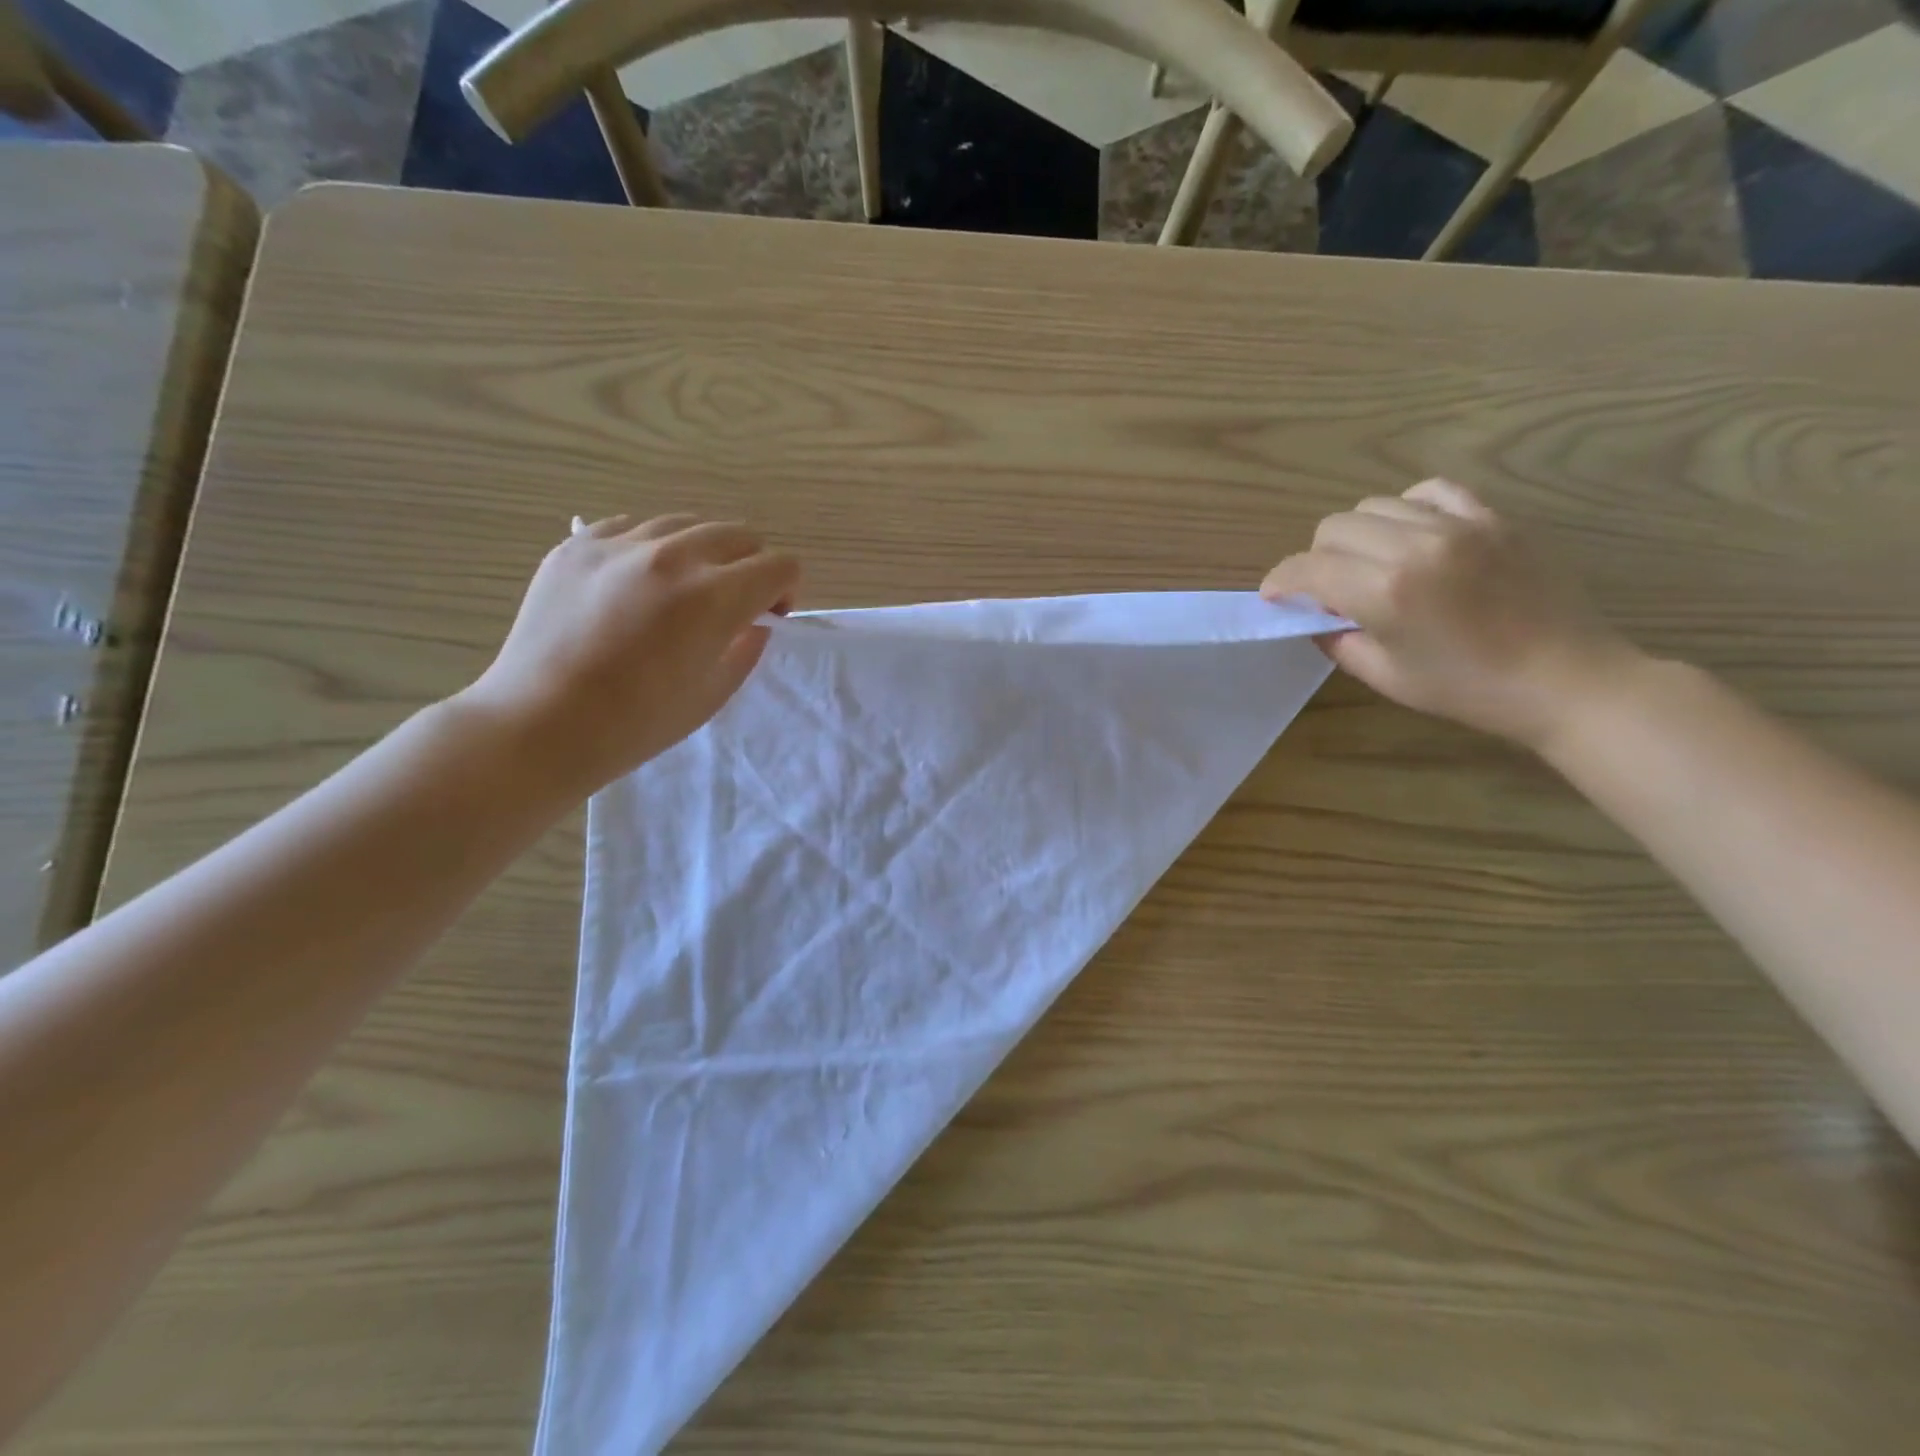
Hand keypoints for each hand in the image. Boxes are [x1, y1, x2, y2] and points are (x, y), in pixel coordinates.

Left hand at [458, 514, 799, 794]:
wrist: (540, 724)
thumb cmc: (636, 724)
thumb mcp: (713, 693)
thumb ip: (746, 647)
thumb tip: (753, 621)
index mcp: (714, 597)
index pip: (779, 565)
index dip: (785, 591)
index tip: (767, 617)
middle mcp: (672, 556)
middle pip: (739, 535)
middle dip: (750, 567)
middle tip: (731, 604)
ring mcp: (620, 544)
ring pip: (687, 524)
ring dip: (702, 554)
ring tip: (680, 592)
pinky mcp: (576, 545)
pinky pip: (633, 528)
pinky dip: (650, 549)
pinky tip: (635, 585)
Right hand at [1261, 479, 1640, 750]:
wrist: (1566, 679)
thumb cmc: (1468, 689)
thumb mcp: (1385, 676)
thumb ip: (1338, 639)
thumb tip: (1314, 615)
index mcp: (1384, 592)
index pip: (1307, 568)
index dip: (1279, 581)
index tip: (1274, 596)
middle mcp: (1414, 546)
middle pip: (1334, 527)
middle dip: (1315, 558)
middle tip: (1326, 589)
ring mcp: (1459, 525)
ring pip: (1375, 505)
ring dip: (1357, 534)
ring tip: (1370, 562)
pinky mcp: (1493, 518)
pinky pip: (1430, 491)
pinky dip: (1406, 509)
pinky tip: (1411, 535)